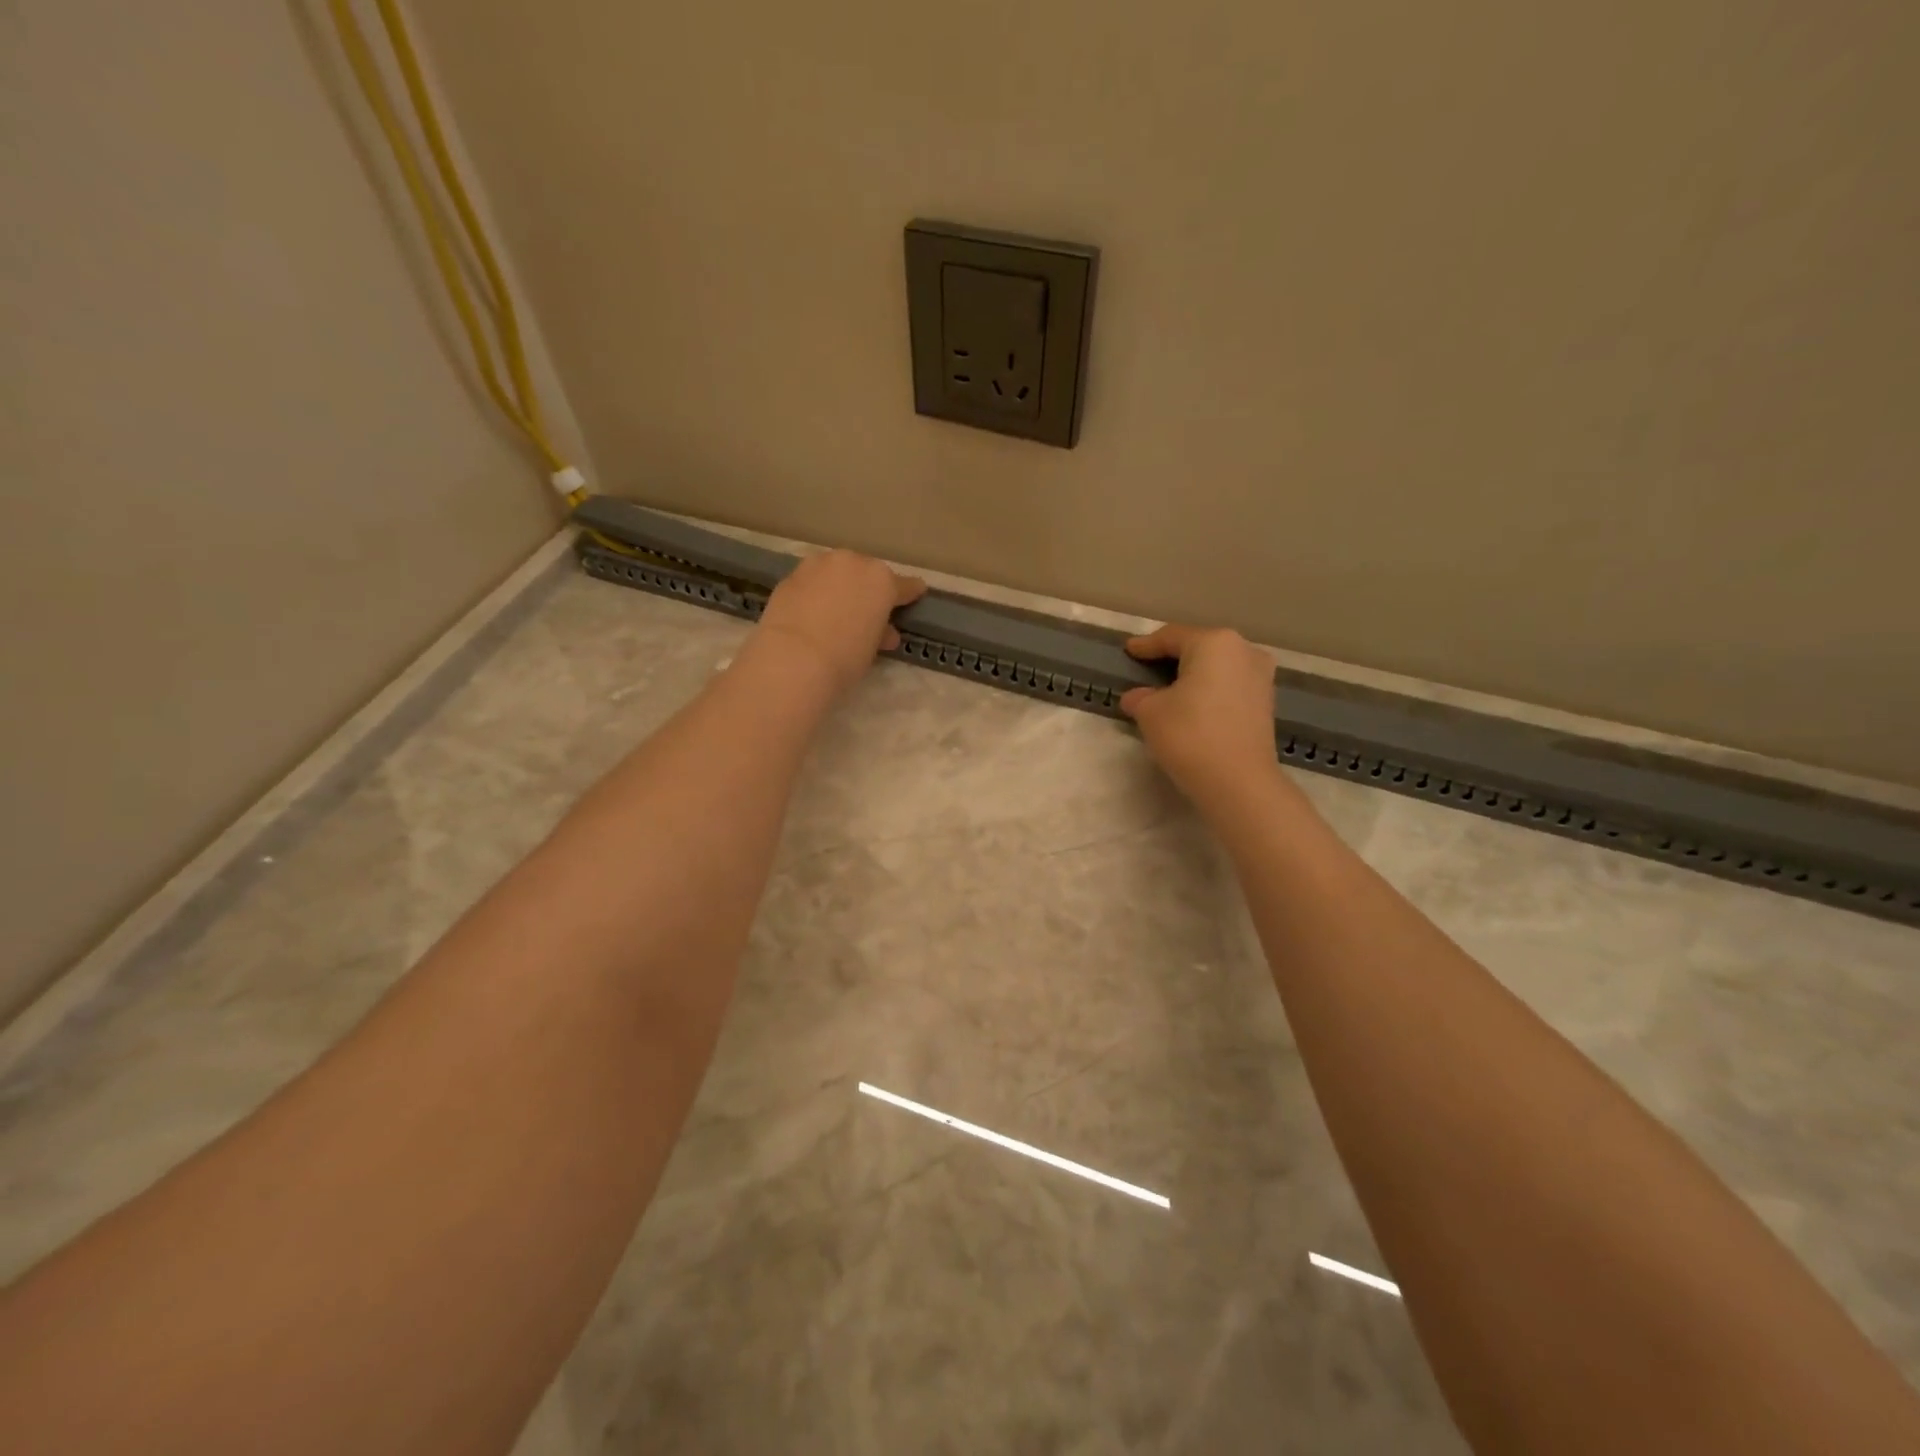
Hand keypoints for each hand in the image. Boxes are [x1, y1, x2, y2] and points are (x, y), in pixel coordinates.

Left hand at [754, 550, 926, 694]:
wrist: (794, 658)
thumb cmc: (845, 657)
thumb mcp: (872, 648)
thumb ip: (880, 633)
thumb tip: (884, 633)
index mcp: (881, 580)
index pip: (903, 586)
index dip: (910, 593)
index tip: (916, 593)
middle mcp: (852, 563)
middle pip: (866, 573)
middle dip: (868, 588)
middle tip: (866, 611)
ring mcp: (818, 565)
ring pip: (836, 571)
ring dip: (839, 585)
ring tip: (835, 609)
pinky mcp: (791, 575)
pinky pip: (812, 582)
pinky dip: (815, 592)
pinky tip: (810, 611)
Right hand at [1120, 624, 1282, 812]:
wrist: (1238, 781)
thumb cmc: (1189, 735)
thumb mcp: (1150, 713)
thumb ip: (1140, 697)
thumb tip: (1137, 697)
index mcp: (1213, 642)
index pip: (1171, 637)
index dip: (1146, 645)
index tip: (1129, 650)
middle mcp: (1243, 650)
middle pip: (1199, 647)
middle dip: (1173, 657)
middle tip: (1148, 667)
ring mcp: (1260, 676)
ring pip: (1217, 667)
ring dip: (1194, 674)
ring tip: (1170, 688)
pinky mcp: (1266, 702)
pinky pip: (1229, 685)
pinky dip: (1210, 690)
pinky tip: (1194, 704)